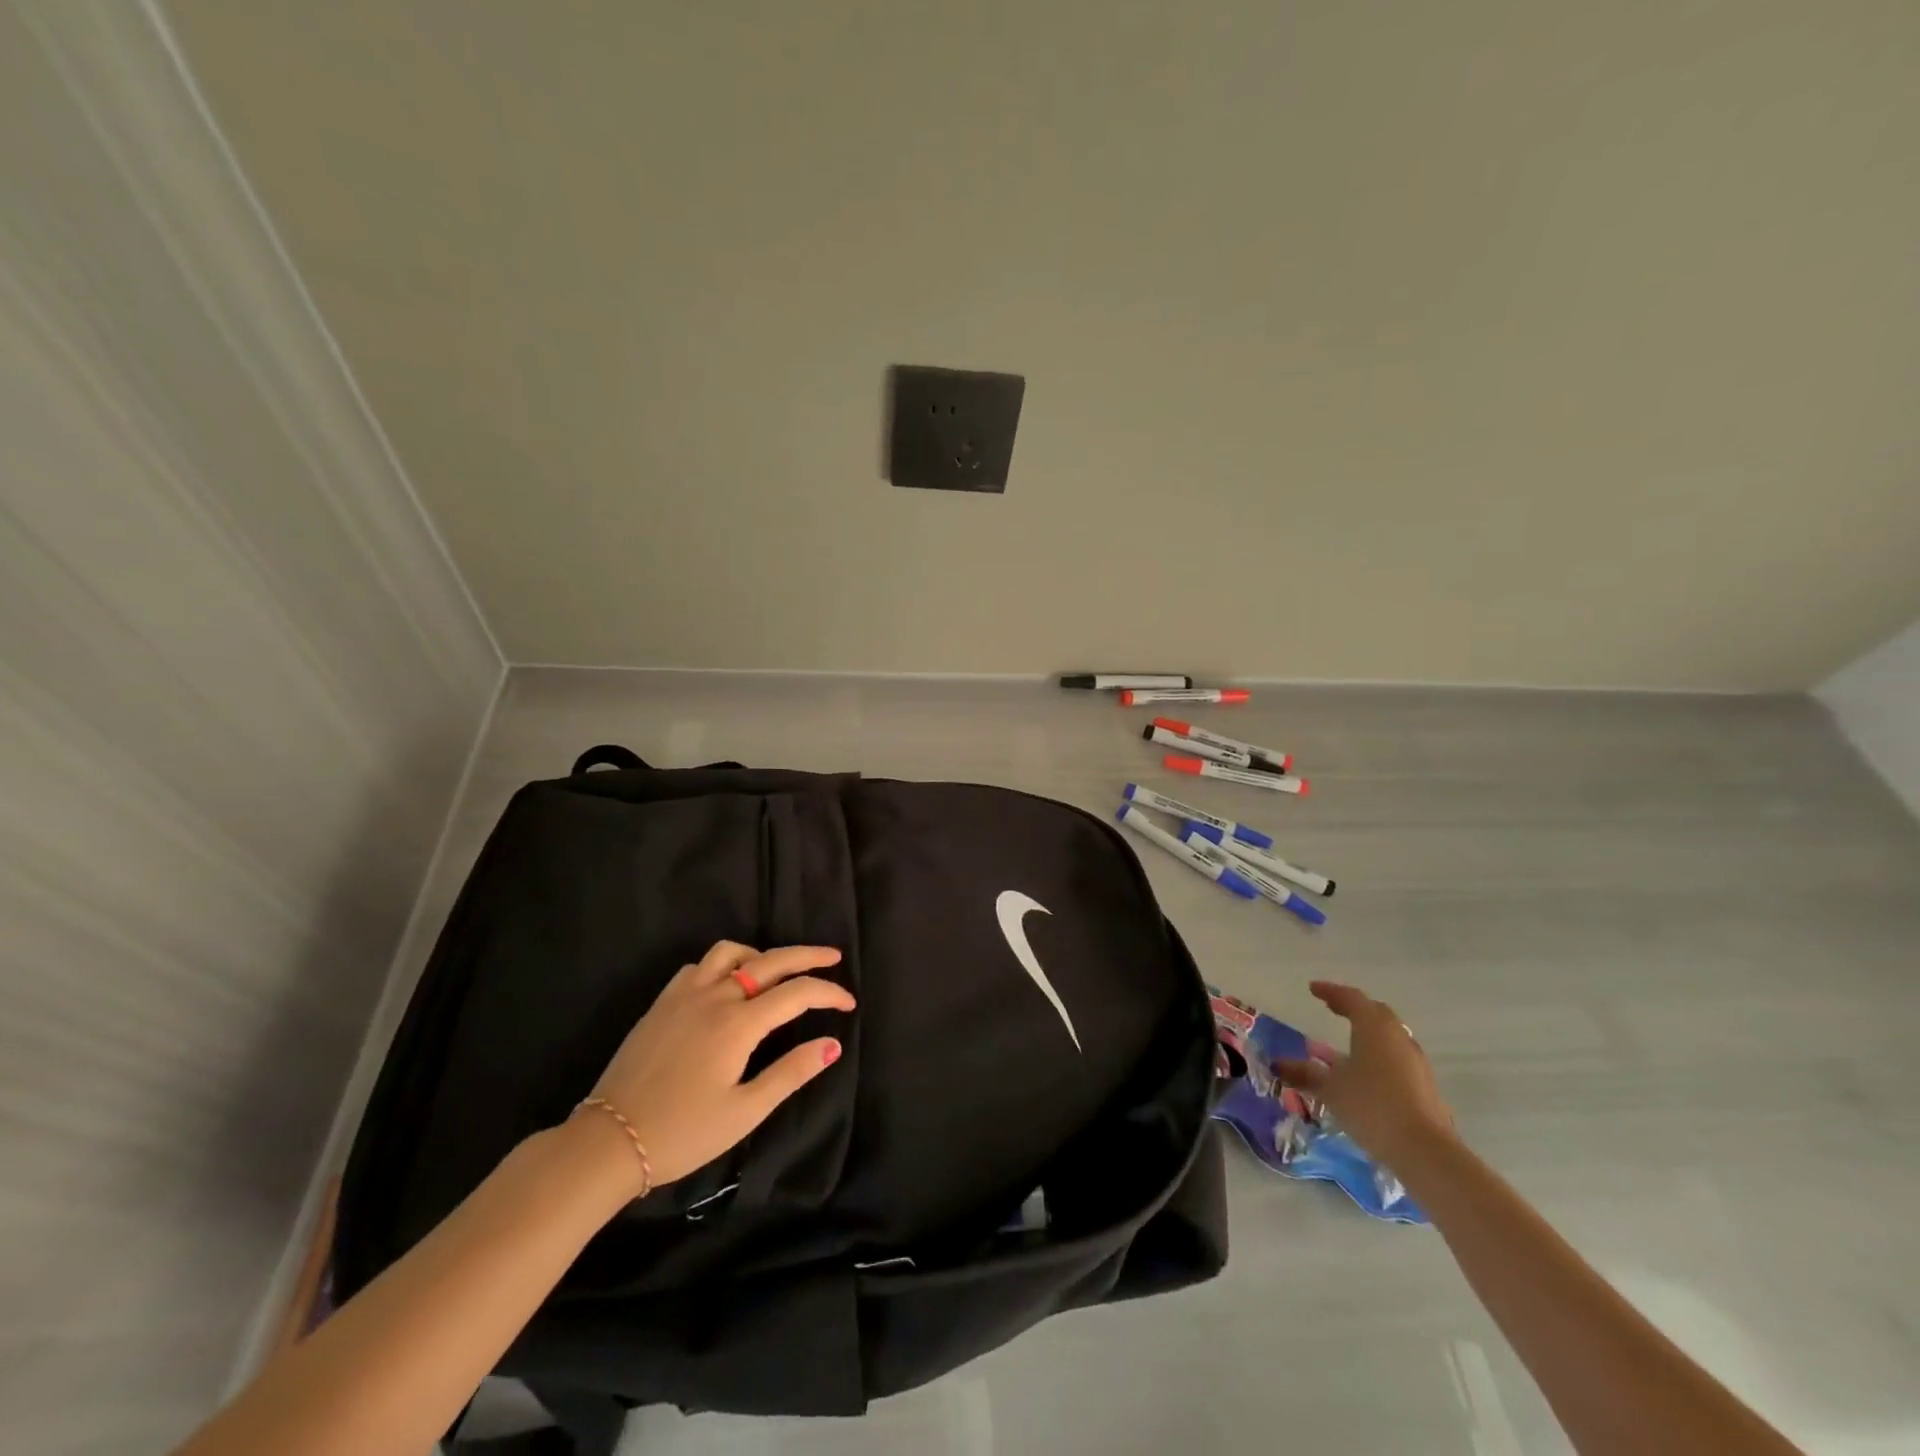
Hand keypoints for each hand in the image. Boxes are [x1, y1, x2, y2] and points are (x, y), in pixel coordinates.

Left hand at [577, 941, 853, 1193]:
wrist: (608, 1142)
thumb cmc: (683, 1133)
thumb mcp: (745, 1111)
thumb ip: (791, 1073)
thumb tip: (832, 1044)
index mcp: (738, 1024)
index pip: (797, 993)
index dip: (829, 993)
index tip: (849, 1004)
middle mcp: (714, 996)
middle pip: (771, 960)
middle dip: (808, 955)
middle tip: (834, 956)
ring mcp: (684, 994)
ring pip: (731, 952)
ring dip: (762, 955)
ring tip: (777, 972)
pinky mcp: (662, 1002)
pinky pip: (700, 965)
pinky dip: (725, 964)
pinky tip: (728, 985)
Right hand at [1274, 980, 1451, 1165]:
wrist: (1425, 1151)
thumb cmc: (1371, 1106)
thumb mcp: (1330, 1089)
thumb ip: (1304, 1073)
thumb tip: (1277, 1064)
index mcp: (1374, 1027)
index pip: (1351, 999)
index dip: (1331, 992)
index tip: (1313, 989)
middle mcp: (1398, 1037)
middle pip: (1375, 1013)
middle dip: (1353, 1008)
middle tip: (1332, 1008)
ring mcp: (1415, 1062)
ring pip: (1389, 1036)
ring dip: (1368, 1033)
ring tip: (1346, 1043)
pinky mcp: (1425, 1085)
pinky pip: (1397, 1058)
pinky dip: (1379, 1055)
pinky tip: (1366, 1073)